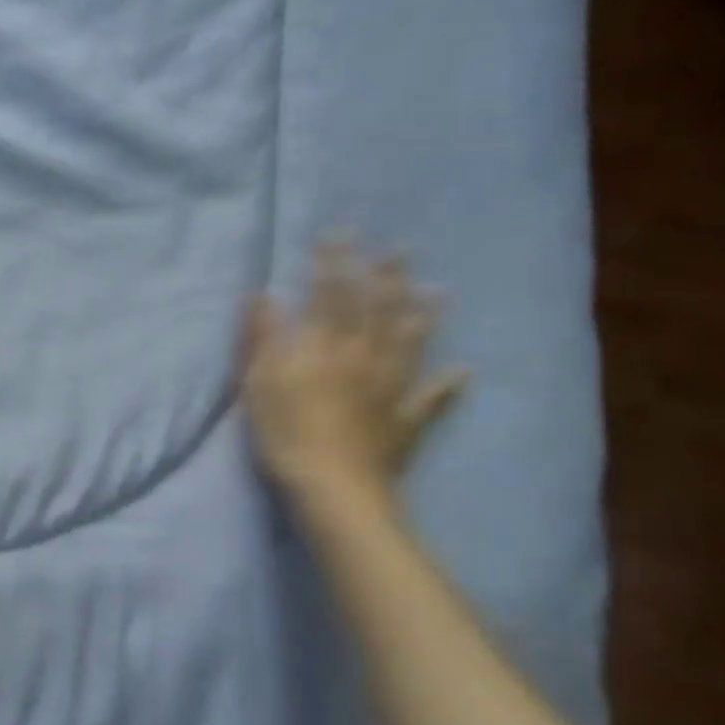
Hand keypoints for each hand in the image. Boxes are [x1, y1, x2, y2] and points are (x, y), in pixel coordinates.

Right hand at [241, 241, 465, 500]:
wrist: (333, 489)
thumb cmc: (286, 434)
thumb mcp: (259, 383)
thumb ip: (262, 337)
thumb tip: (262, 295)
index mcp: (324, 347)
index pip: (328, 295)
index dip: (332, 264)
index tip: (338, 235)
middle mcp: (362, 358)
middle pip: (376, 311)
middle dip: (384, 277)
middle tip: (398, 250)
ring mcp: (390, 389)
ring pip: (409, 344)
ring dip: (423, 316)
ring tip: (438, 291)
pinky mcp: (405, 422)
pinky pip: (431, 400)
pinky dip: (448, 386)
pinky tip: (465, 372)